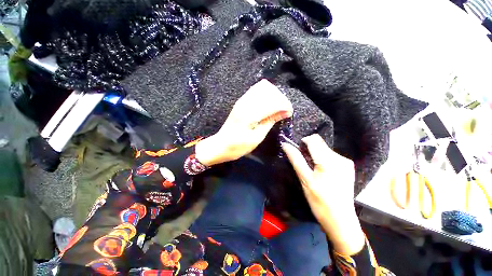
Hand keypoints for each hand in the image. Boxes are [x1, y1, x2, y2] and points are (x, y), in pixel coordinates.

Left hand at [196, 79, 292, 165]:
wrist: (220, 145)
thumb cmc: (239, 146)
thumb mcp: (257, 137)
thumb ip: (270, 121)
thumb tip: (284, 112)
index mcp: (250, 114)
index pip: (272, 102)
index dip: (284, 105)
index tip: (290, 113)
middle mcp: (245, 103)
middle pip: (268, 92)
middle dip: (280, 99)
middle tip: (284, 111)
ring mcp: (241, 101)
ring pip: (262, 88)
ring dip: (273, 95)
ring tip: (277, 107)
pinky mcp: (240, 102)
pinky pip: (254, 91)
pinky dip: (264, 94)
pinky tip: (268, 102)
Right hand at [282, 134, 364, 255]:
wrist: (341, 221)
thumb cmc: (320, 201)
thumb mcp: (304, 179)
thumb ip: (295, 159)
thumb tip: (285, 145)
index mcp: (329, 160)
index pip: (314, 139)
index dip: (303, 142)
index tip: (298, 152)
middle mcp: (340, 158)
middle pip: (320, 144)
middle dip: (309, 150)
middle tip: (304, 164)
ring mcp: (346, 163)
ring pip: (325, 150)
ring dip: (316, 155)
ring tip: (313, 170)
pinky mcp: (348, 168)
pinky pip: (331, 156)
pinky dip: (323, 160)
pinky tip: (322, 172)